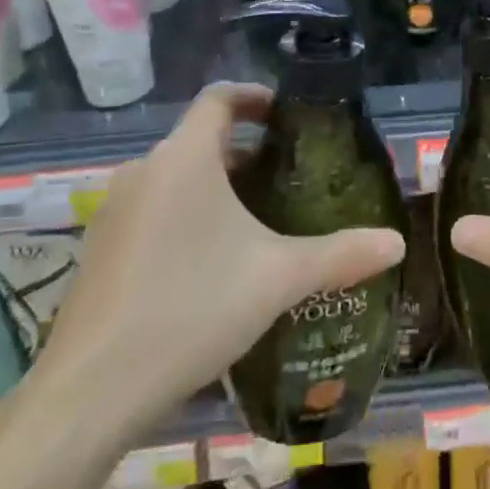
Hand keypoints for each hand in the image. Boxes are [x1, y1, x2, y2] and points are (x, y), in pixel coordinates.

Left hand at [41, 83, 405, 433]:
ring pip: (175, 179)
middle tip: (286, 182)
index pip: (219, 98)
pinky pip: (151, 211)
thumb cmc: (192, 309)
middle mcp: (143, 171)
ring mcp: (113, 211)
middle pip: (200, 141)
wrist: (92, 391)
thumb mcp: (278, 278)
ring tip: (255, 224)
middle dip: (244, 154)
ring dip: (214, 188)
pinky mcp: (99, 249)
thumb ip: (341, 254)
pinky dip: (184, 217)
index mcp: (185, 158)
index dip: (254, 97)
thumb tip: (397, 242)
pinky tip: (208, 266)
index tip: (286, 116)